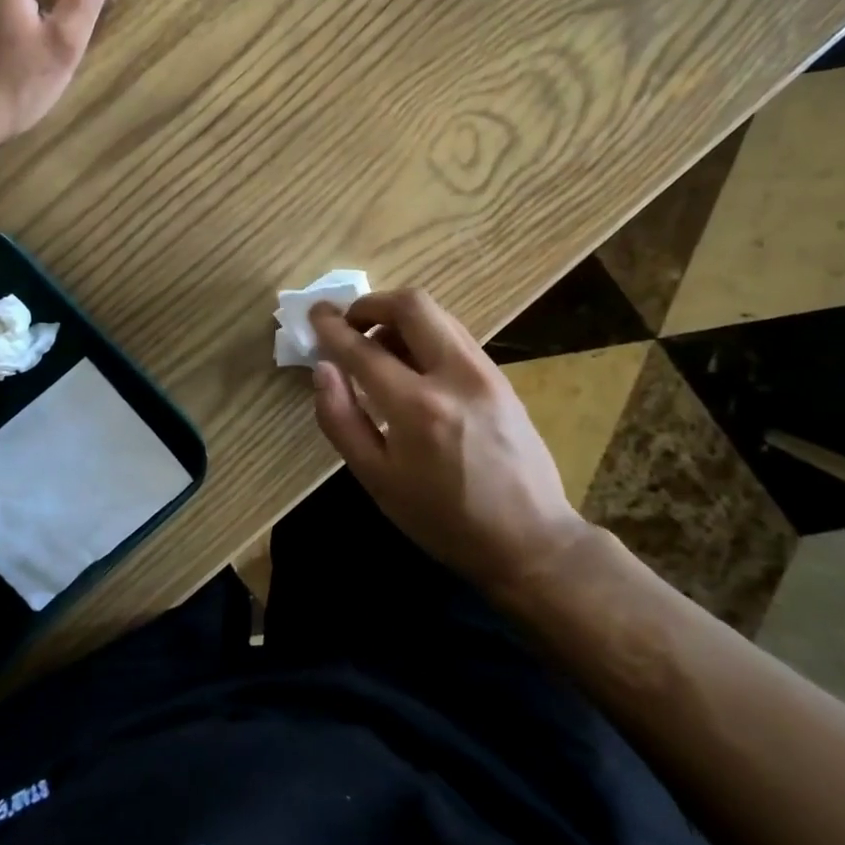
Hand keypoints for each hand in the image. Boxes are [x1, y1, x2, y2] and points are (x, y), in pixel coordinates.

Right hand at [307, 289, 588, 600]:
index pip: (363, 349)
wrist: (530, 540)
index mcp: (417, 408)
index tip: (315, 315)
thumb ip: (341, 420)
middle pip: (411, 304)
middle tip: (350, 325)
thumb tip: (322, 369)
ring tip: (378, 350)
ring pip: (437, 314)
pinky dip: (424, 334)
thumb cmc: (443, 519)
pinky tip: (412, 367)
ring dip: (399, 318)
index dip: (331, 327)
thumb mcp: (377, 481)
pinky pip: (454, 334)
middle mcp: (455, 376)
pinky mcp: (501, 376)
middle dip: (371, 304)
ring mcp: (485, 372)